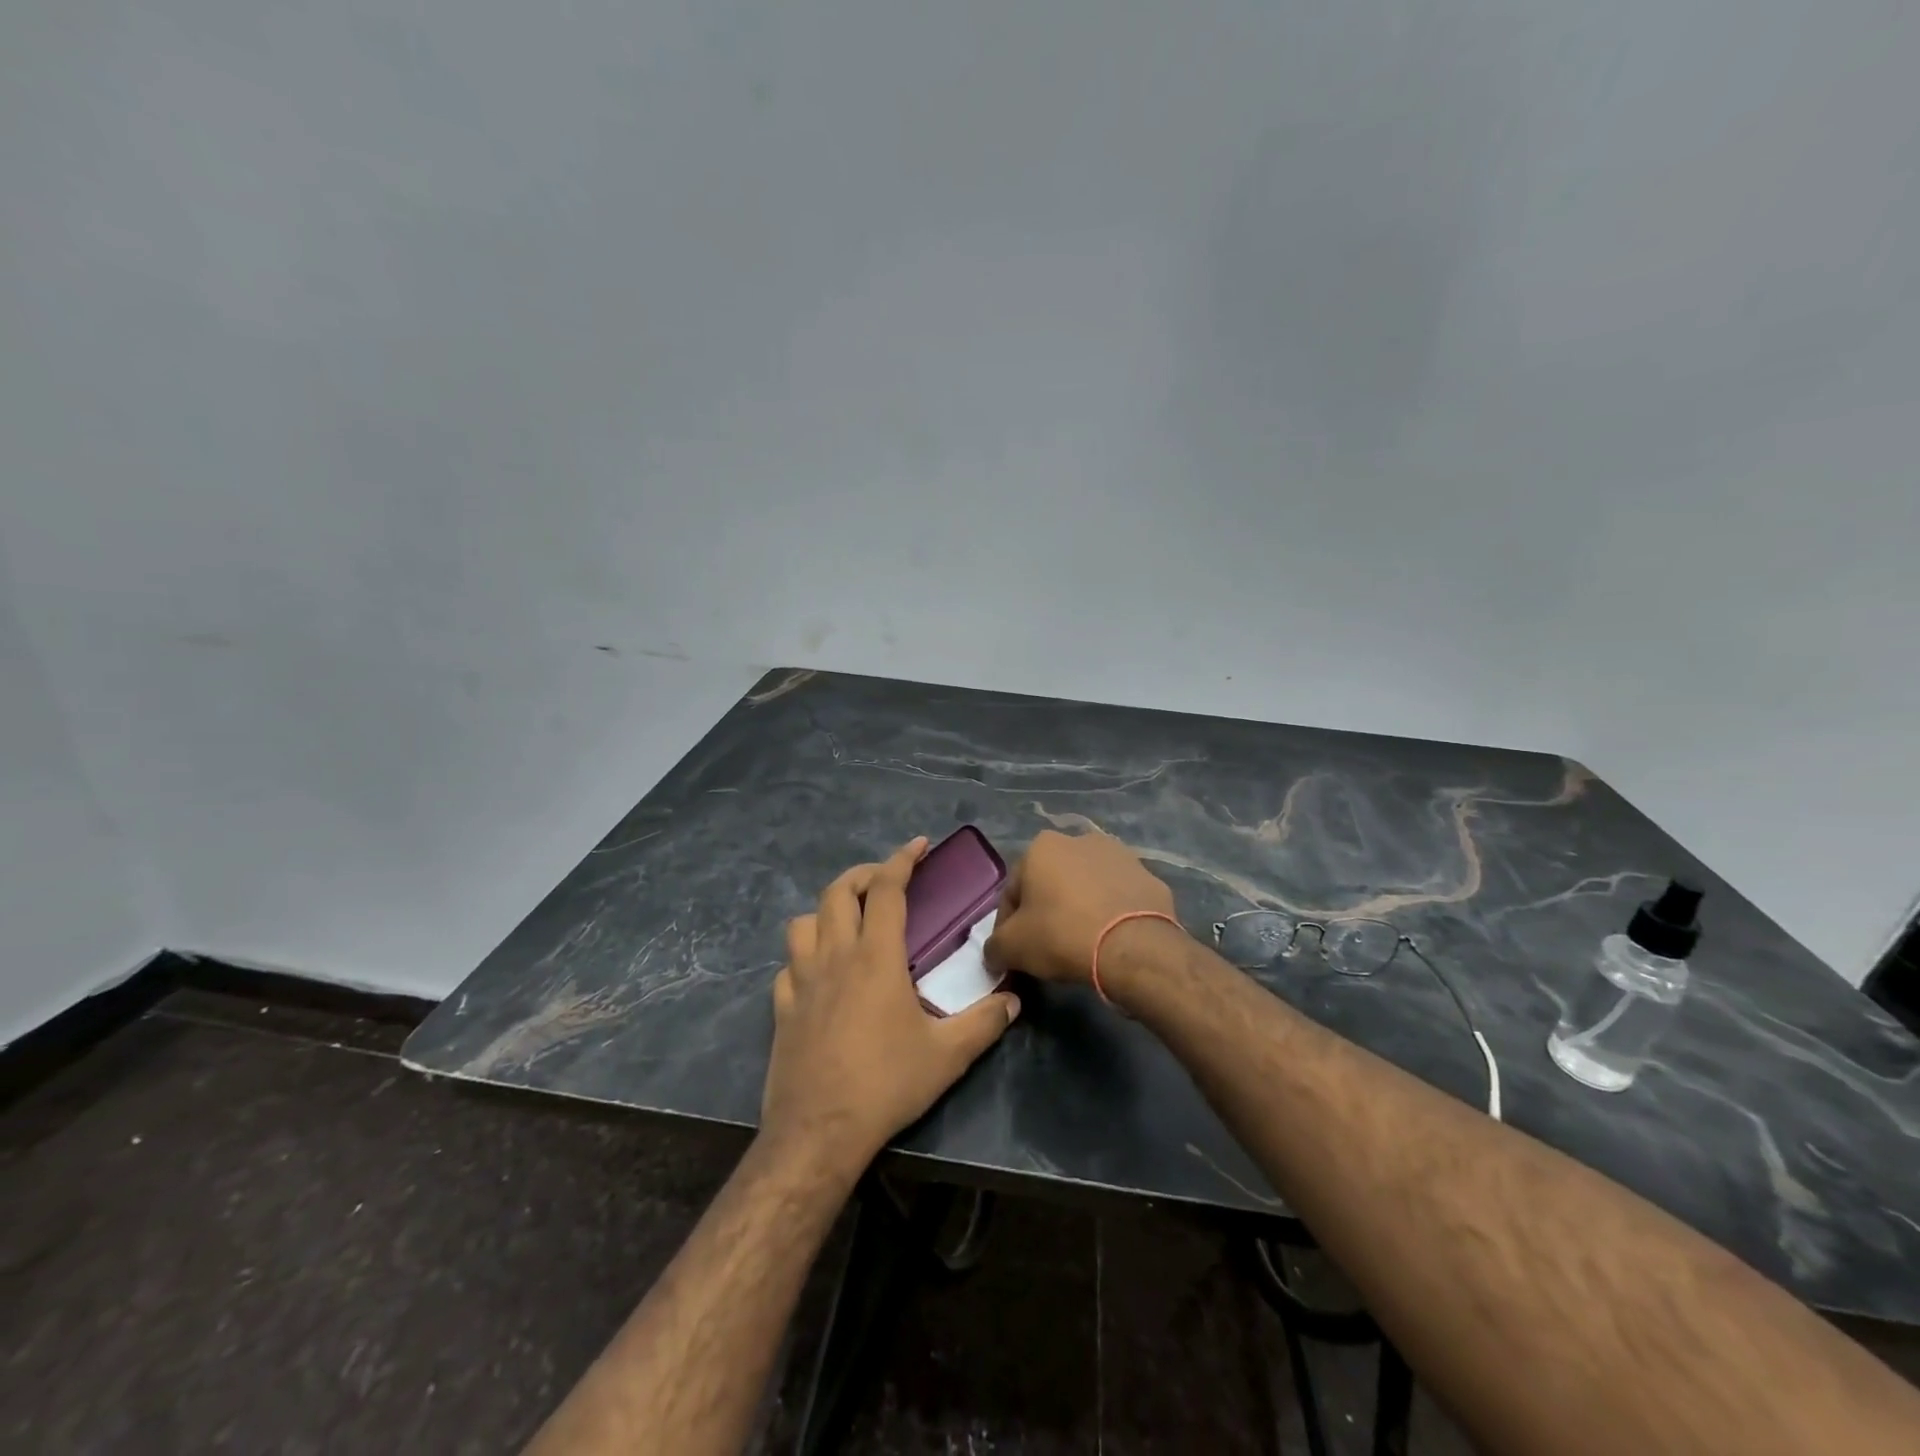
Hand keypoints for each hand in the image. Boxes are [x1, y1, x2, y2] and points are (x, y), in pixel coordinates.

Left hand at [761, 837, 1020, 1174]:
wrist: (819, 1132)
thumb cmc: (886, 1085)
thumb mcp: (948, 1056)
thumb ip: (984, 1022)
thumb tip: (1013, 1000)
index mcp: (876, 957)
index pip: (886, 890)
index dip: (902, 860)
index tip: (918, 846)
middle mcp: (834, 957)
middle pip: (838, 892)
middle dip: (863, 875)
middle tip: (886, 881)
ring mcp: (801, 982)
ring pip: (803, 922)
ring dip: (826, 911)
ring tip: (849, 923)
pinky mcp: (781, 1009)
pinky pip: (787, 967)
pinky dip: (803, 957)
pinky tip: (818, 975)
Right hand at [984, 829, 1177, 984]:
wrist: (1134, 947)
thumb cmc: (1063, 935)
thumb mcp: (1013, 947)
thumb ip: (995, 946)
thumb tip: (994, 954)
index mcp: (1042, 846)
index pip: (1013, 891)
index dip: (1008, 925)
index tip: (1013, 952)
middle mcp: (1080, 840)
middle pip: (1051, 882)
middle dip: (1046, 910)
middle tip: (1046, 947)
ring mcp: (1119, 855)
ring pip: (1086, 886)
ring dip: (1080, 907)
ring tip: (1081, 943)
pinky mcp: (1149, 876)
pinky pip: (1118, 897)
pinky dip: (1110, 914)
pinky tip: (1109, 940)